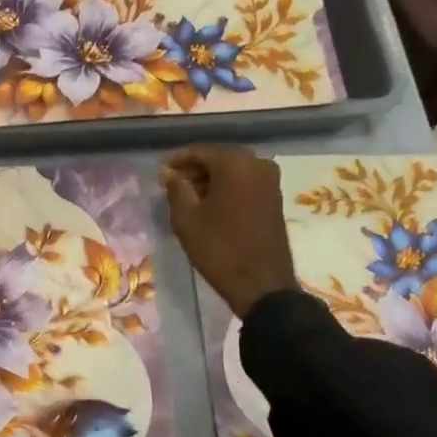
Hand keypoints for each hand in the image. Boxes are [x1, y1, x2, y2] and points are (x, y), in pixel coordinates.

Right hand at [161, 146, 297, 318]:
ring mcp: (270, 181)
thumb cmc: (219, 248)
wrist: (262, 285)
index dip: (177, 162)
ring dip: (210, 180)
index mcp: (235, 163)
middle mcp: (257, 164)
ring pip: (232, 171)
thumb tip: (169, 172)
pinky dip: (227, 188)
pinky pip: (245, 183)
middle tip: (172, 186)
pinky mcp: (275, 198)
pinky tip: (211, 205)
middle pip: (218, 159)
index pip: (199, 152)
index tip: (161, 176)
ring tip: (188, 198)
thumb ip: (176, 188)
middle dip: (194, 170)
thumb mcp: (187, 218)